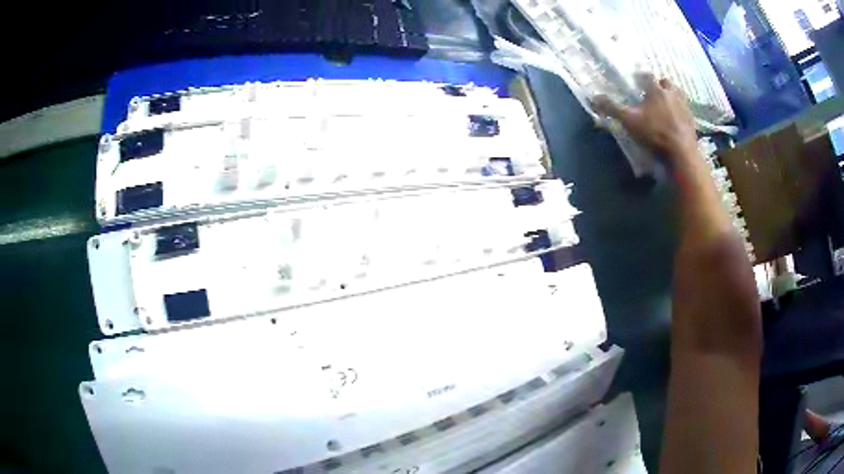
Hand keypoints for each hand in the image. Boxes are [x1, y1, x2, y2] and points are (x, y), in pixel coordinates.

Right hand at [593, 74, 697, 159]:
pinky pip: (686, 110)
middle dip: (660, 85)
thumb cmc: (654, 134)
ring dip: (672, 96)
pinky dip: (681, 112)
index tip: (637, 80)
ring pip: (678, 94)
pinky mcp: (692, 121)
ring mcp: (684, 106)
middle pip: (666, 82)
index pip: (647, 76)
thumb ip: (612, 108)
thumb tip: (593, 97)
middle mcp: (671, 94)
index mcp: (656, 90)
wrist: (681, 153)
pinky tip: (677, 120)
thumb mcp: (629, 121)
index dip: (641, 77)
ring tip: (667, 104)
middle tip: (654, 93)